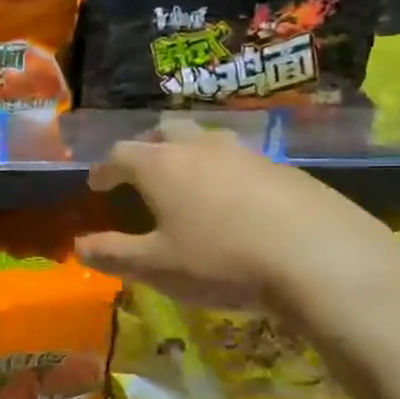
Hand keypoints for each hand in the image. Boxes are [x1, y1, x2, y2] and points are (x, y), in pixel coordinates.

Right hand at [74, 124, 399, 332]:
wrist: (320, 259)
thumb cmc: (221, 261)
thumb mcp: (157, 267)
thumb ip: (113, 254)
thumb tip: (78, 246)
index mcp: (161, 166)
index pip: (120, 154)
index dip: (104, 169)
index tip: (97, 184)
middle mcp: (200, 147)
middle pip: (165, 131)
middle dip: (146, 147)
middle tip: (140, 170)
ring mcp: (246, 153)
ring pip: (207, 140)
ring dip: (188, 155)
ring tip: (187, 181)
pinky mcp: (284, 168)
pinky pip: (241, 161)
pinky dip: (225, 173)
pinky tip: (235, 203)